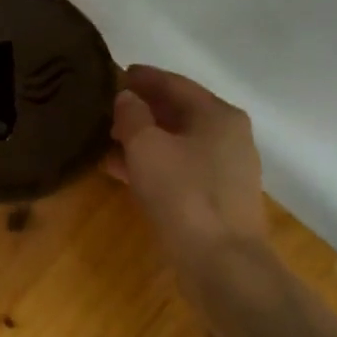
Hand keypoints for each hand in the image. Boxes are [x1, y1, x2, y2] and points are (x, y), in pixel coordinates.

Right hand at [107, 65, 268, 280]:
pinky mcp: (218, 199)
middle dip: (143, 110)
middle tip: (107, 109)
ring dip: (144, 140)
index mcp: (218, 115)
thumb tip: (127, 98)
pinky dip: (154, 165)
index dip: (144, 78)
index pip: (175, 84)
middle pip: (180, 112)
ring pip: (179, 144)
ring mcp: (227, 170)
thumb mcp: (147, 148)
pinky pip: (181, 170)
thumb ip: (133, 116)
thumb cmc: (184, 195)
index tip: (116, 73)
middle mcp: (229, 137)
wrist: (222, 263)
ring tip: (107, 140)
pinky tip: (123, 171)